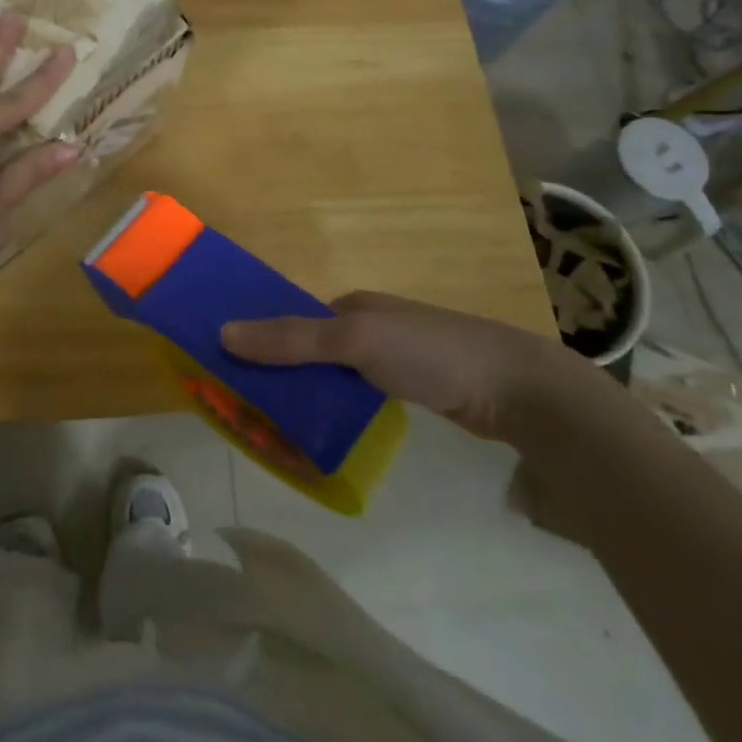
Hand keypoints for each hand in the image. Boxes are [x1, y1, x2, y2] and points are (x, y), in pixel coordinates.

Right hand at [220, 291, 599, 443]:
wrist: (519, 390)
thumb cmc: (431, 352)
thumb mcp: (355, 340)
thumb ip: (291, 339)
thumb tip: (222, 333)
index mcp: (351, 305)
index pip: (290, 321)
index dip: (259, 341)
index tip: (229, 371)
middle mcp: (367, 328)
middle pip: (308, 351)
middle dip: (279, 376)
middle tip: (248, 411)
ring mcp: (391, 361)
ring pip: (331, 378)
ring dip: (305, 398)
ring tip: (276, 431)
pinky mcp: (411, 391)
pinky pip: (356, 399)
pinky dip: (334, 413)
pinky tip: (322, 436)